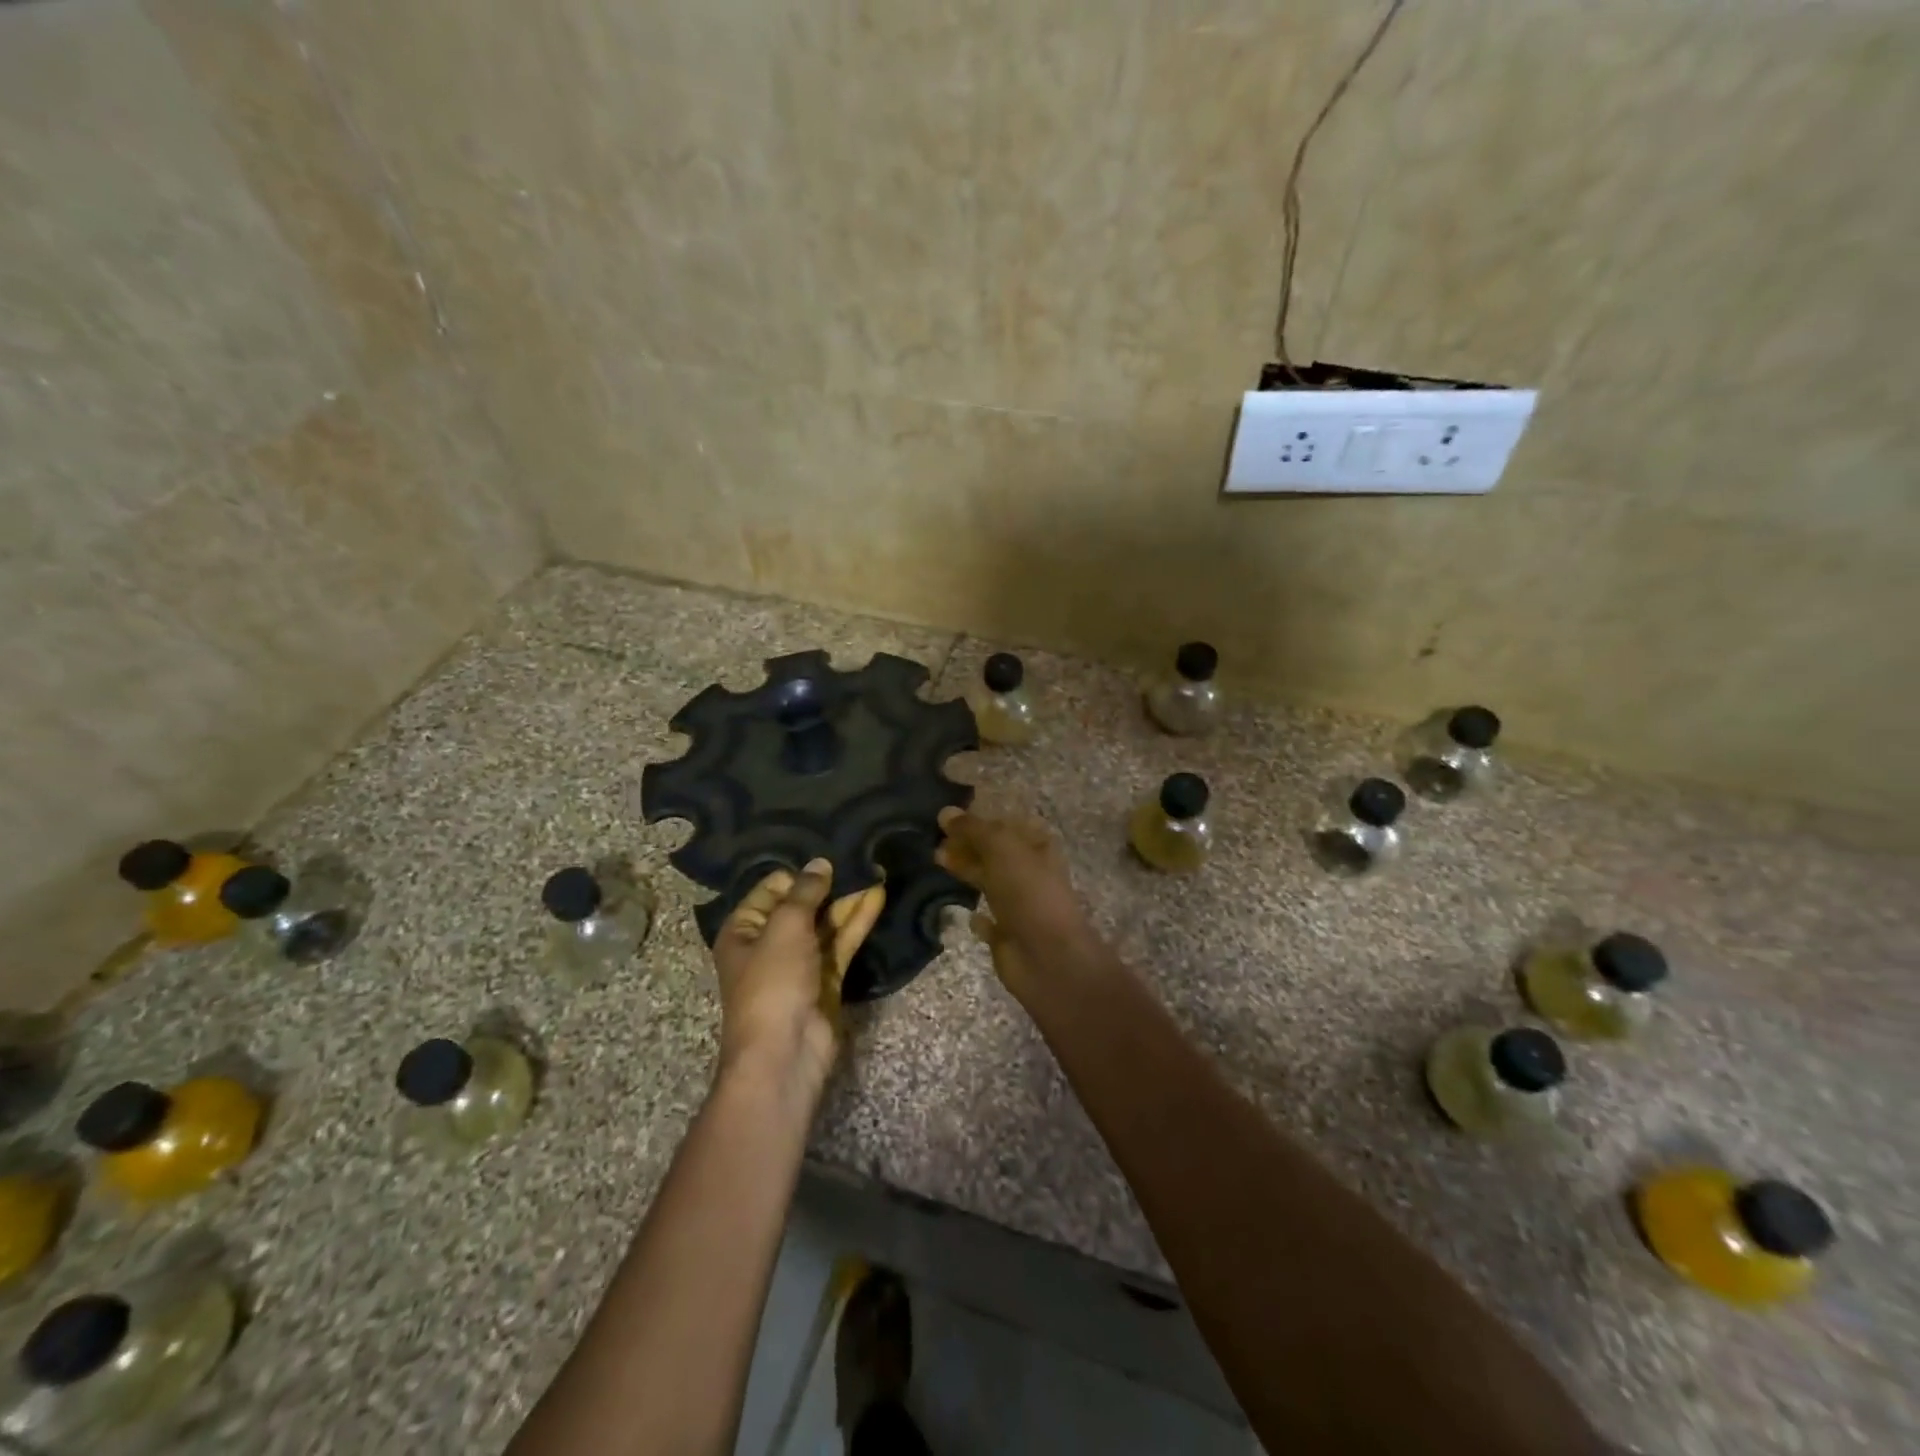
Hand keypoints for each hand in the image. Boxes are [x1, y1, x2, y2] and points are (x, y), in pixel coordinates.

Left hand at [712, 859, 885, 1097]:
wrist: (785, 1052)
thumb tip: (820, 862)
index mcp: (744, 930)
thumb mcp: (785, 927)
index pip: (772, 888)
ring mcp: (801, 962)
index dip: (799, 873)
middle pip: (802, 905)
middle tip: (860, 857)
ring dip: (849, 900)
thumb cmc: (773, 982)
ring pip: (827, 923)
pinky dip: (858, 920)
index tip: (829, 855)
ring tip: (876, 870)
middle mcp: (770, 943)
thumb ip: (805, 892)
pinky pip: (842, 942)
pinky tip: (878, 896)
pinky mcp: (827, 978)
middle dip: (829, 884)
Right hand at [934, 807, 1095, 994]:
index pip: (1006, 825)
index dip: (979, 820)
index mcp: (1037, 847)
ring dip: (966, 871)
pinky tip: (962, 911)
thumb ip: (973, 829)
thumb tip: (945, 812)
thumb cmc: (1028, 892)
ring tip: (936, 861)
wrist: (1047, 956)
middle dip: (967, 845)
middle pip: (994, 852)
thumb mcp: (1001, 848)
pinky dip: (976, 916)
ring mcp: (1020, 905)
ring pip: (989, 882)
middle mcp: (1030, 872)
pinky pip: (988, 921)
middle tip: (934, 840)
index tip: (947, 819)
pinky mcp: (1008, 934)